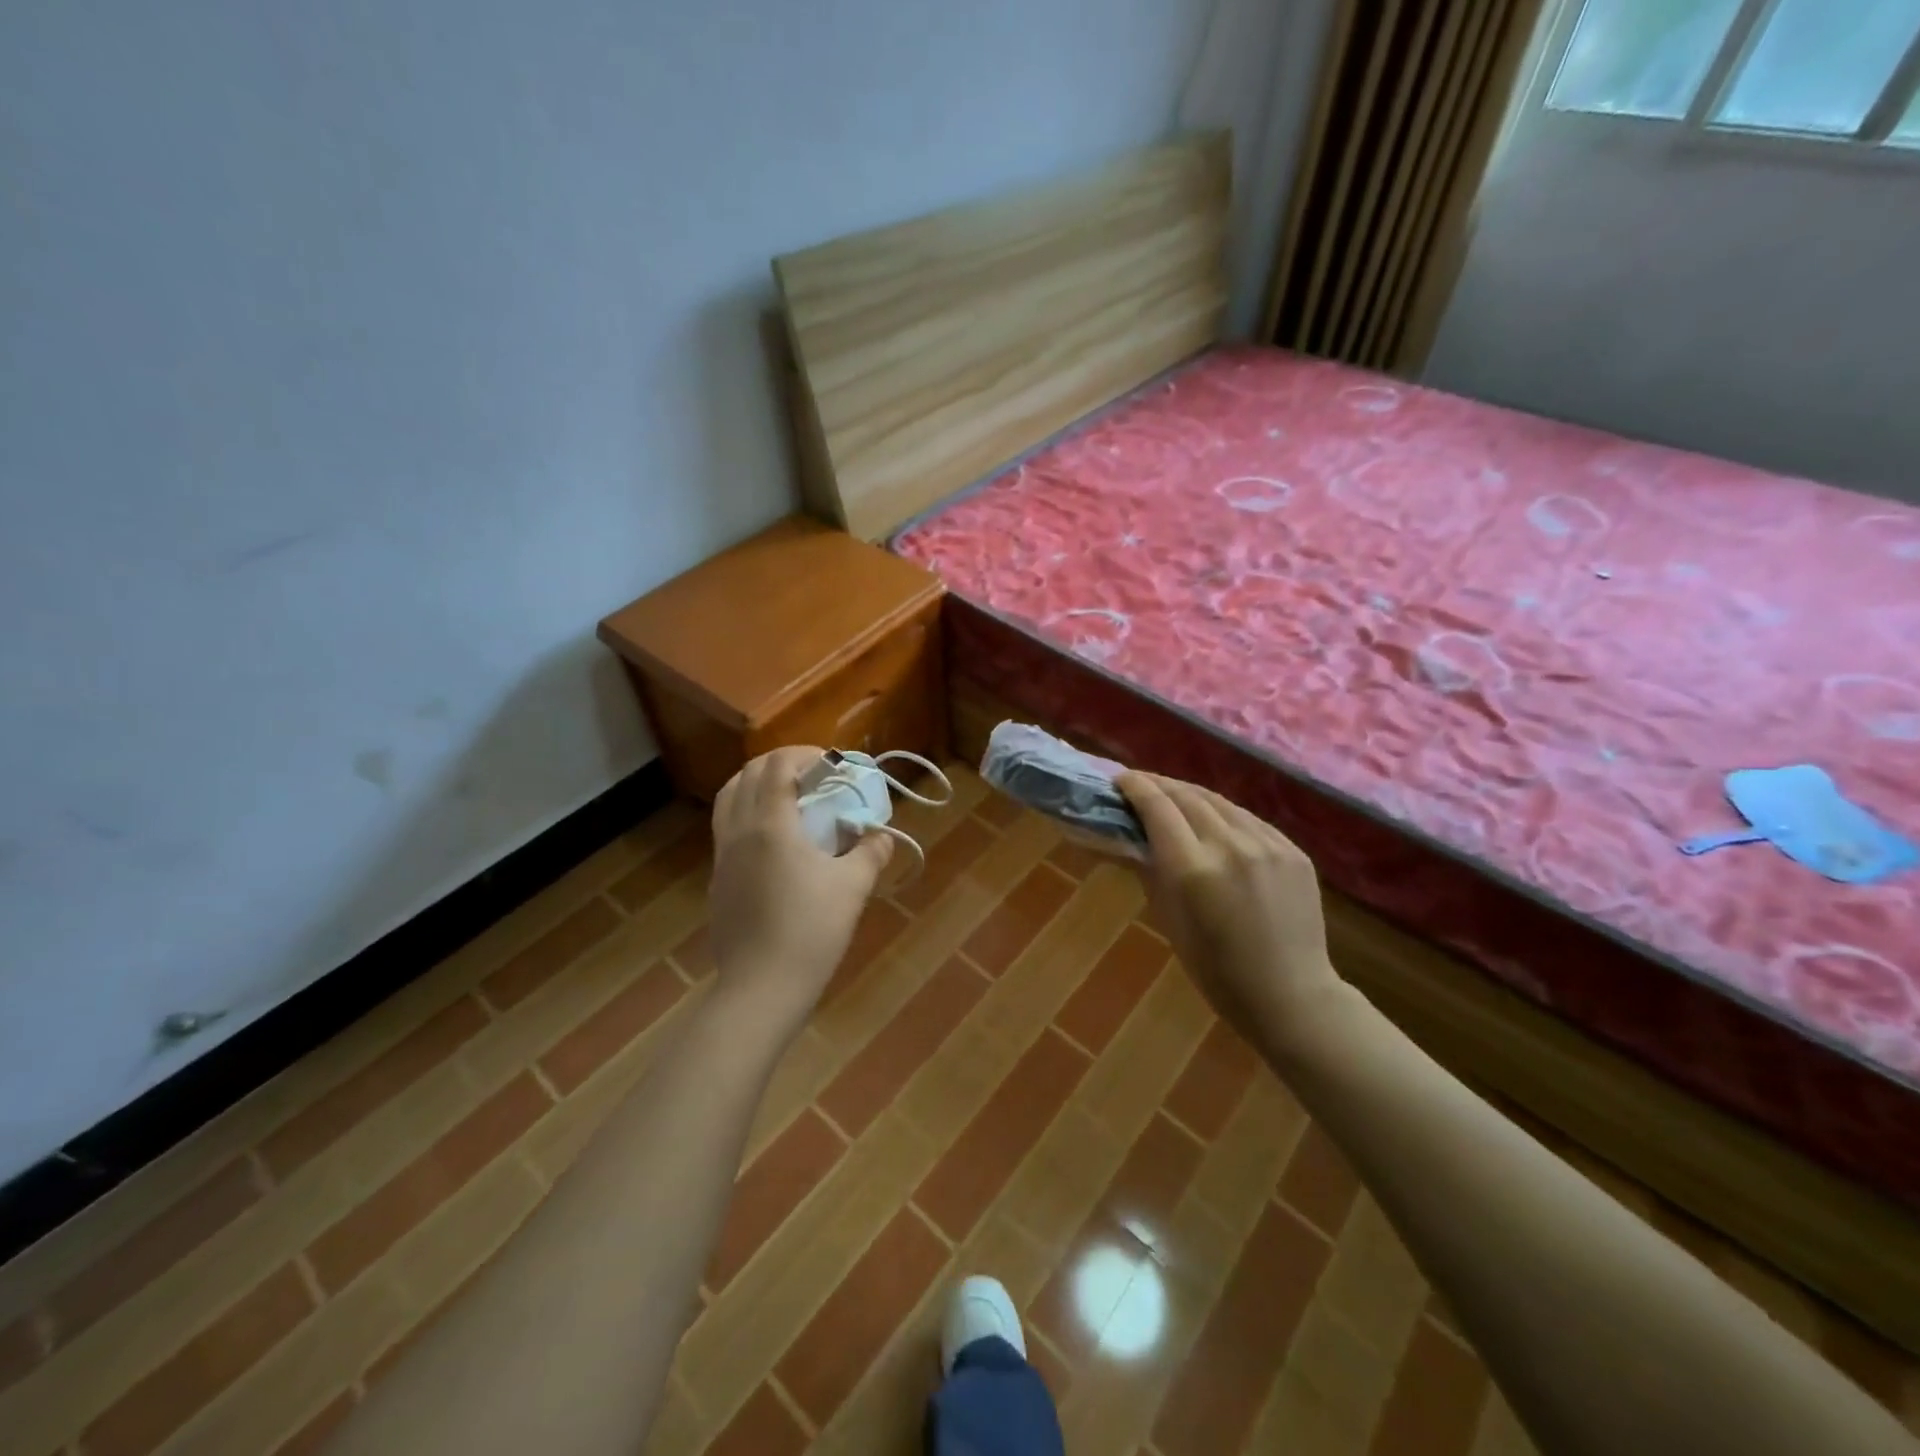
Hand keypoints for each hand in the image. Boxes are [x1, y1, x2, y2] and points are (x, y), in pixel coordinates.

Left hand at [706, 746, 895, 1038]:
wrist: (761, 988)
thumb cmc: (811, 931)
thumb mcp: (852, 887)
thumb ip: (870, 853)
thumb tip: (882, 835)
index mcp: (770, 825)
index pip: (777, 765)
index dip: (804, 754)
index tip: (832, 765)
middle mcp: (738, 832)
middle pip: (747, 774)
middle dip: (780, 764)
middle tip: (813, 776)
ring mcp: (722, 857)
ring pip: (729, 799)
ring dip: (758, 785)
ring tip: (790, 798)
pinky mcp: (717, 880)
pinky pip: (727, 828)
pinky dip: (748, 814)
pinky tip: (776, 841)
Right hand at [1118, 772, 1341, 1046]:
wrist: (1291, 996)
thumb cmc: (1216, 970)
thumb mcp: (1168, 920)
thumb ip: (1149, 869)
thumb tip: (1128, 836)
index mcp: (1193, 869)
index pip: (1158, 807)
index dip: (1135, 787)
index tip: (1119, 779)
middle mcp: (1230, 846)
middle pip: (1186, 796)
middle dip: (1158, 785)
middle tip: (1139, 785)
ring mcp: (1268, 845)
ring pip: (1219, 802)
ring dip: (1190, 794)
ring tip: (1172, 795)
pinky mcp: (1293, 850)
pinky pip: (1249, 819)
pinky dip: (1223, 814)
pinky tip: (1213, 821)